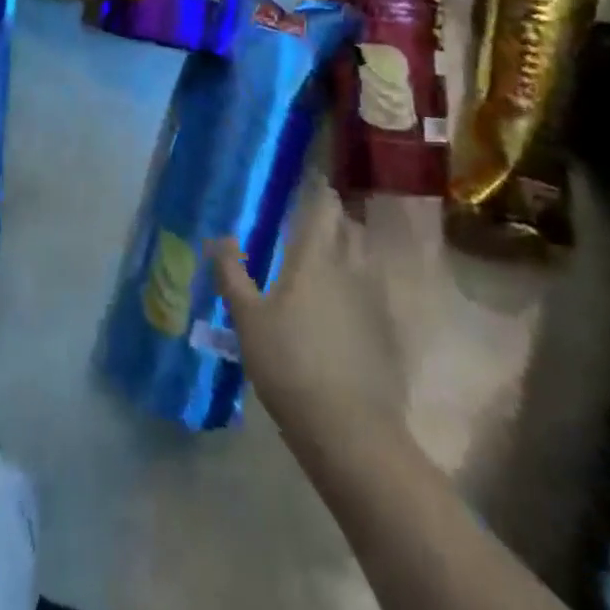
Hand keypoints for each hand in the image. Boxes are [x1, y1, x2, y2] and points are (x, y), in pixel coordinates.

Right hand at [208, 179, 406, 435]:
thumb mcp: (247, 319)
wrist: (351, 432)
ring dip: (349, 246)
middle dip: (332, 215)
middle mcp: (351, 265)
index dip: (317, 187)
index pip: (323, 203)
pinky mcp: (389, 330)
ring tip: (326, 255)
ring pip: (364, 255)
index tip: (305, 177)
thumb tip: (220, 237)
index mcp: (316, 254)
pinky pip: (374, 289)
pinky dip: (360, 284)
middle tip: (308, 218)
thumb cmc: (290, 364)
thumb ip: (232, 274)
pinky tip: (344, 304)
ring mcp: (375, 298)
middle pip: (348, 225)